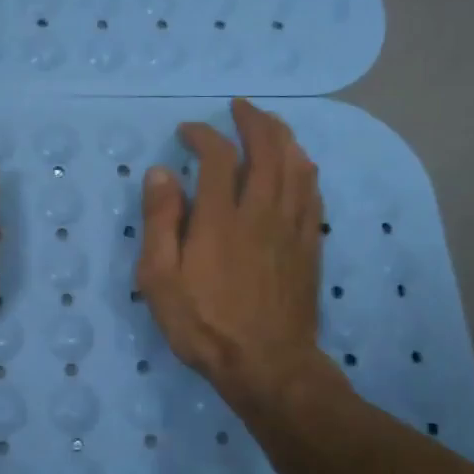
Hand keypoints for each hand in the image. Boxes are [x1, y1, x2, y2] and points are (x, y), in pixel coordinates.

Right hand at [136, 99, 333, 415]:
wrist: (267, 366)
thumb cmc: (204, 324)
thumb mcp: (160, 279)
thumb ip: (160, 222)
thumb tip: (161, 173)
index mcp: (221, 218)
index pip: (218, 156)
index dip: (203, 134)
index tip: (187, 131)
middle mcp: (261, 212)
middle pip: (268, 150)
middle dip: (254, 121)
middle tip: (239, 107)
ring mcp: (292, 228)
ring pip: (297, 167)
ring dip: (284, 138)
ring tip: (271, 124)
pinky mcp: (310, 247)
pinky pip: (313, 195)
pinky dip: (305, 171)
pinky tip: (300, 167)